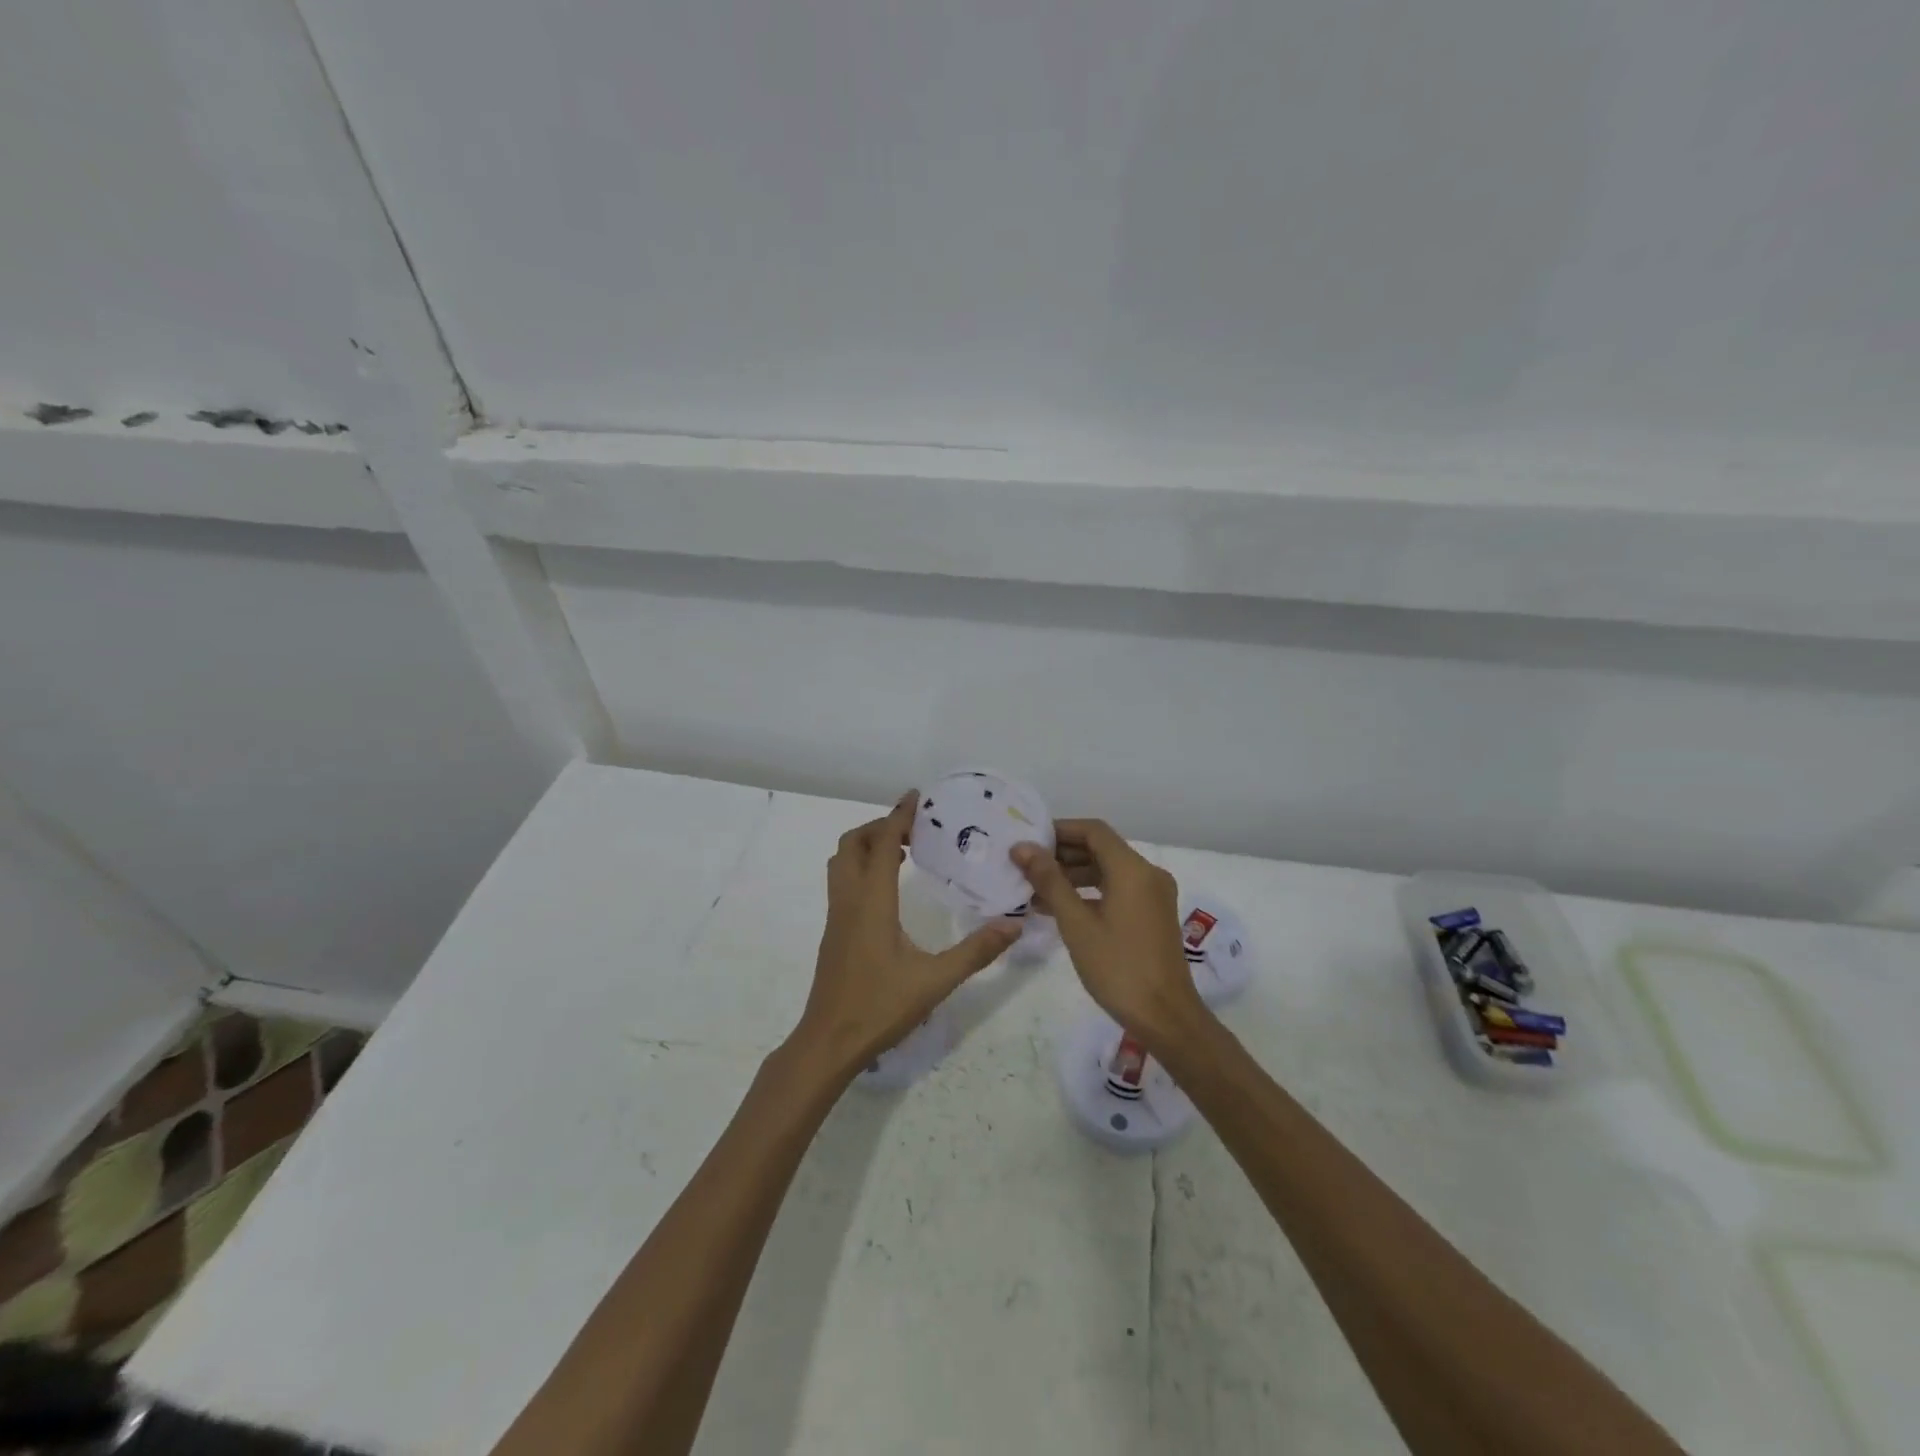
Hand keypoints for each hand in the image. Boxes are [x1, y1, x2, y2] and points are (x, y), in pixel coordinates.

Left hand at [792, 792, 1019, 1078]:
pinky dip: (861, 867)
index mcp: (871, 902)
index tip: (916, 797)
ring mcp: (836, 917)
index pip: (881, 844)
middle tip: (913, 829)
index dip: (898, 817)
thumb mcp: (935, 981)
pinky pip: (842, 882)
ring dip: (866, 846)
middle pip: (851, 844)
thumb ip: (976, 952)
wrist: (829, 1041)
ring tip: (902, 851)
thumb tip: (1014, 925)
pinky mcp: (834, 932)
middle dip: (879, 827)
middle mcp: (848, 901)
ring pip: (841, 863)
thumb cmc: (880, 1007)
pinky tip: (888, 888)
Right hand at [1012, 820, 1210, 1043]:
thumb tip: (1022, 848)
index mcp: (1133, 869)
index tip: (1029, 841)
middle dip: (1062, 854)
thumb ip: (1049, 881)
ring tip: (1034, 890)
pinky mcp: (1152, 915)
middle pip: (1101, 849)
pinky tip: (1059, 909)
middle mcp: (1148, 874)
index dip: (1060, 830)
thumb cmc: (1118, 967)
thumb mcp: (1076, 923)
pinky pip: (1117, 890)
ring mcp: (1153, 896)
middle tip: (1025, 866)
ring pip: (1108, 871)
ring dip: (1073, 876)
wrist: (1165, 1017)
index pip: (1093, 831)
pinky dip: (1089, 893)